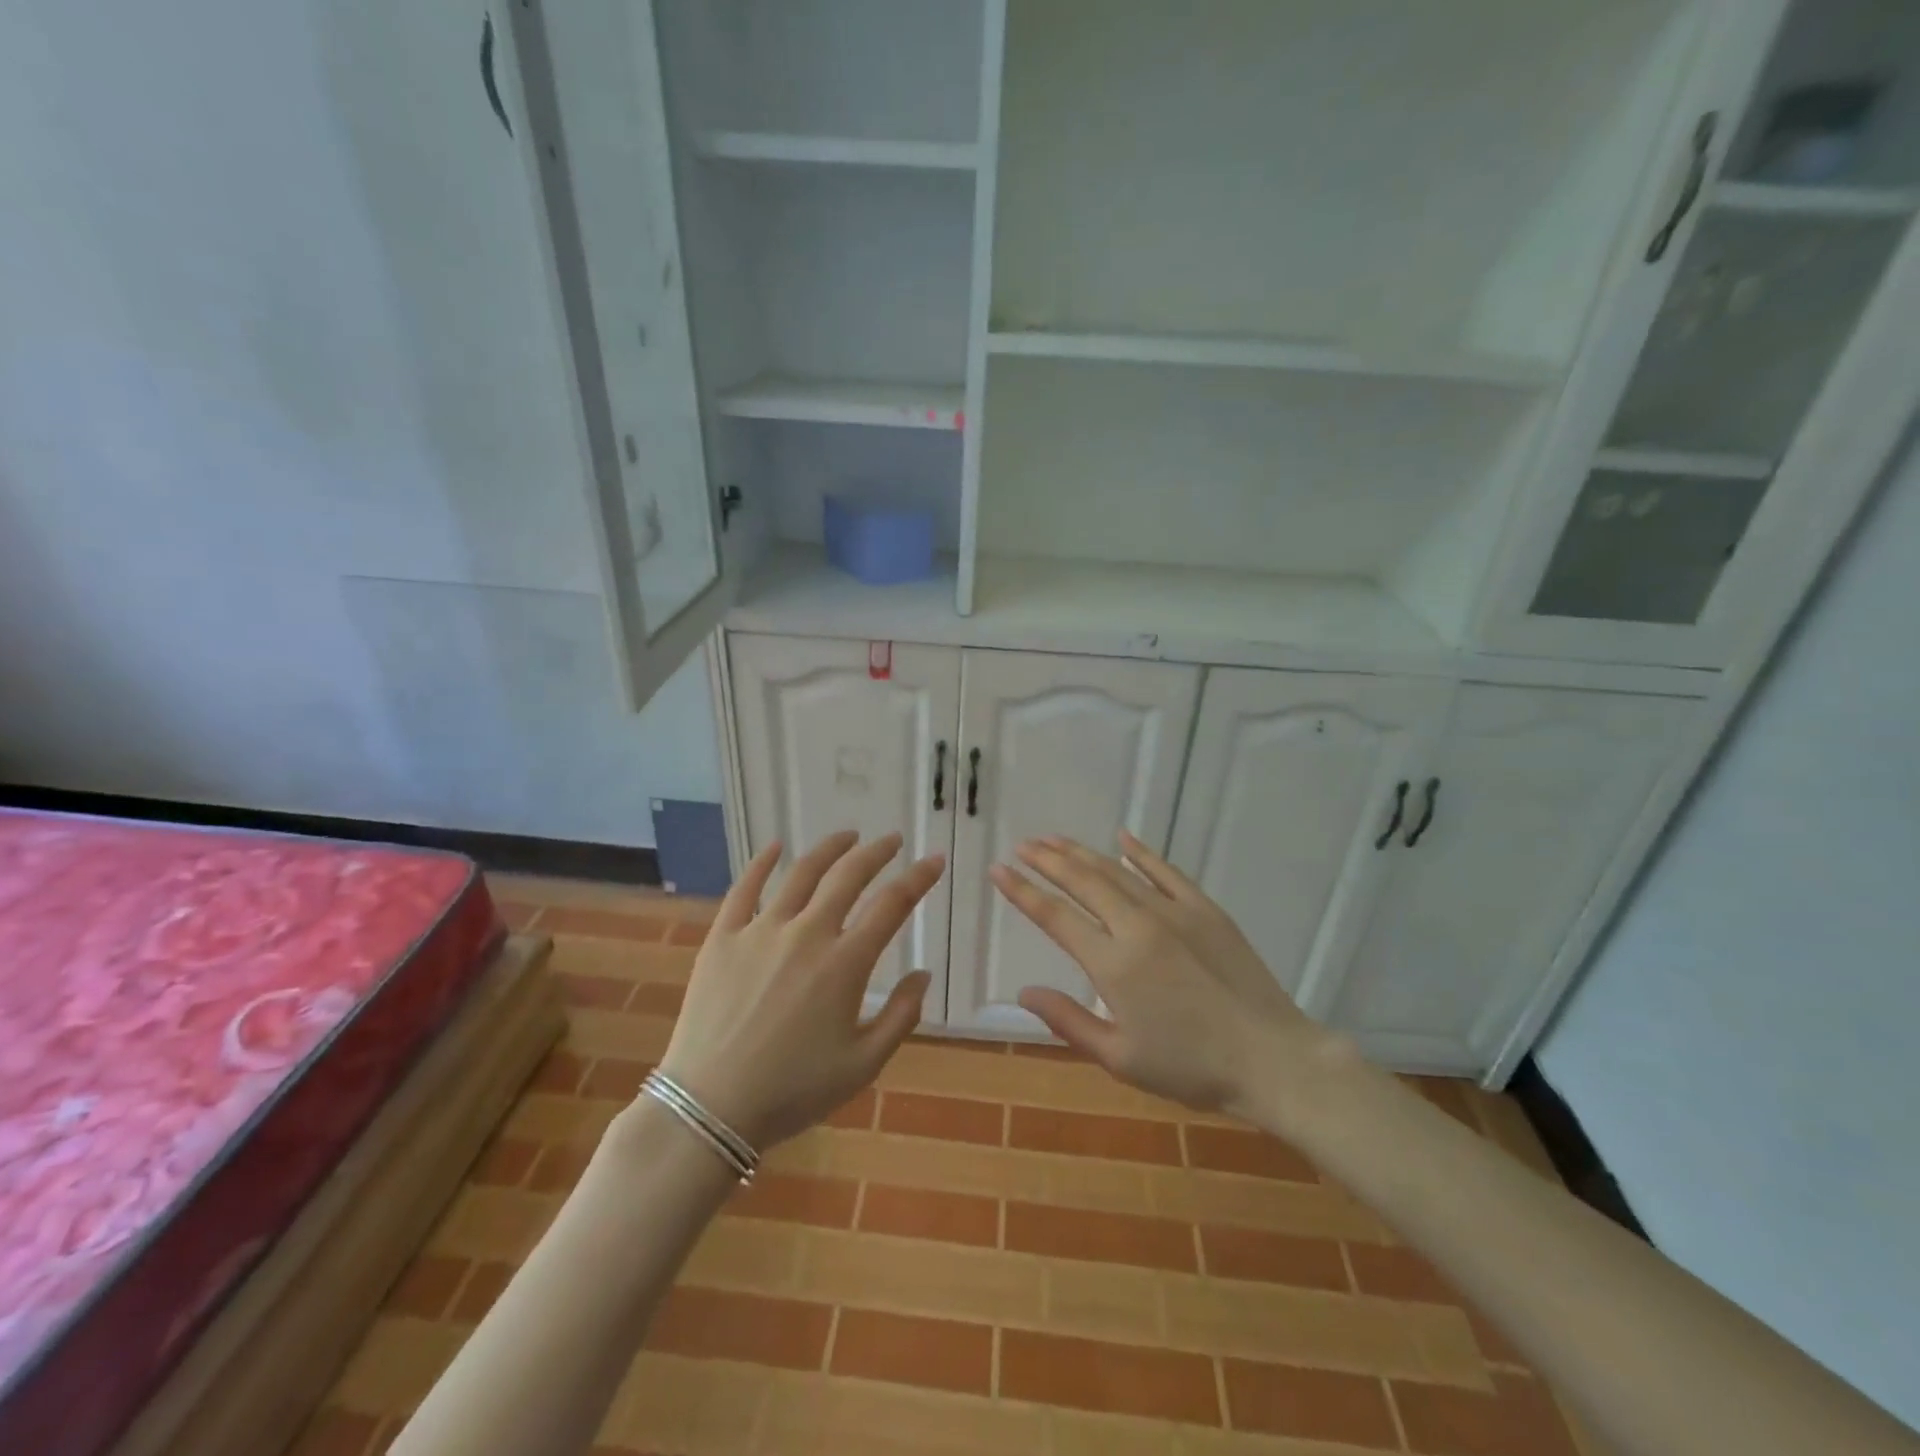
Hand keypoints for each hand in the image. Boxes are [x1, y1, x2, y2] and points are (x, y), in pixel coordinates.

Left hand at [657, 831, 944, 1148]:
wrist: (710, 1108)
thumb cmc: (793, 1092)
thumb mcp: (862, 1065)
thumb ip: (901, 1017)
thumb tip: (923, 974)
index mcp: (845, 964)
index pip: (893, 905)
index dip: (919, 878)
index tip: (934, 860)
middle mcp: (807, 933)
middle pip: (849, 876)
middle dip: (877, 852)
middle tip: (893, 840)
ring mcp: (761, 930)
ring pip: (801, 872)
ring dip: (830, 848)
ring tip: (848, 836)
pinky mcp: (723, 937)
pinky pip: (744, 888)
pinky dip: (762, 863)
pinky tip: (775, 847)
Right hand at [989, 832, 1335, 1115]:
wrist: (1272, 1059)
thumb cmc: (1191, 1068)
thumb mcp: (1120, 1058)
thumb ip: (1068, 1021)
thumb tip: (1024, 990)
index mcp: (1113, 964)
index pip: (1056, 917)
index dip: (1023, 891)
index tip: (998, 871)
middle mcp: (1137, 926)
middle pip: (1083, 881)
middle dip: (1048, 860)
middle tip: (1023, 846)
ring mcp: (1174, 912)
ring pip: (1117, 870)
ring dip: (1082, 852)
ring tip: (1055, 839)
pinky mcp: (1205, 909)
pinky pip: (1166, 871)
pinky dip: (1140, 852)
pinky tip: (1122, 837)